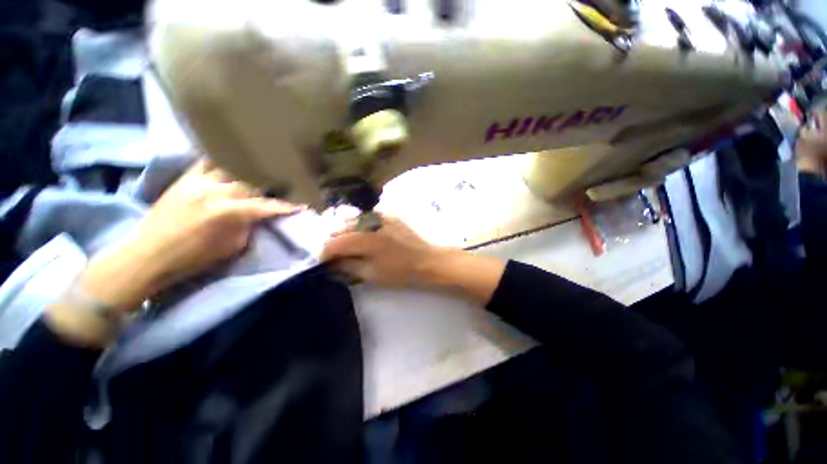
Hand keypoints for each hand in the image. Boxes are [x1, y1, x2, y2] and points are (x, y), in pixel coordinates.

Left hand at [46, 159, 303, 346]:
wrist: (146, 254)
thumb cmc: (191, 259)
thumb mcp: (230, 248)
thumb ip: (248, 227)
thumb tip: (258, 216)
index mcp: (226, 212)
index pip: (266, 206)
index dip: (286, 206)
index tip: (302, 205)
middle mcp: (214, 191)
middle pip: (252, 181)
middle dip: (272, 184)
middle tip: (286, 183)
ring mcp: (197, 181)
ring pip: (232, 167)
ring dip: (250, 169)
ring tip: (263, 168)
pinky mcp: (184, 178)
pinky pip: (207, 161)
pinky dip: (223, 160)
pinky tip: (233, 159)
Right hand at [321, 215, 504, 303]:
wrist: (427, 260)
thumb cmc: (400, 271)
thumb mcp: (371, 274)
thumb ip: (348, 266)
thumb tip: (332, 262)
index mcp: (362, 239)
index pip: (332, 244)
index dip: (324, 254)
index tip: (325, 263)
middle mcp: (367, 222)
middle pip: (339, 228)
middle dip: (333, 241)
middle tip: (336, 254)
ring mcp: (379, 215)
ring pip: (352, 220)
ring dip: (345, 231)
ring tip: (349, 244)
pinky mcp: (388, 214)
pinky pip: (367, 216)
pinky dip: (361, 224)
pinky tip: (365, 234)